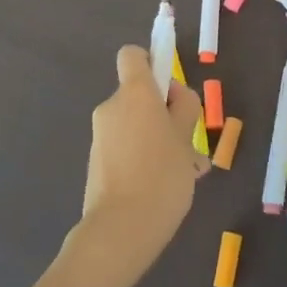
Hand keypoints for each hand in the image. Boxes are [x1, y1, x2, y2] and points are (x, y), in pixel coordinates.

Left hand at [71, 46, 206, 286]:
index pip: (133, 56)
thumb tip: (174, 97)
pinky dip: (143, 158)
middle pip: (139, 95)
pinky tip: (165, 187)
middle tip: (189, 143)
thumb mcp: (186, 136)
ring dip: (158, 139)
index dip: (152, 63)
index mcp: (134, 92)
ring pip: (136, 125)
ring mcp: (101, 136)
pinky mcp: (97, 163)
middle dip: (164, 112)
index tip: (171, 89)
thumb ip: (184, 107)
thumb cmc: (162, 174)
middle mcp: (112, 107)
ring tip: (184, 172)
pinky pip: (126, 148)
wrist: (120, 230)